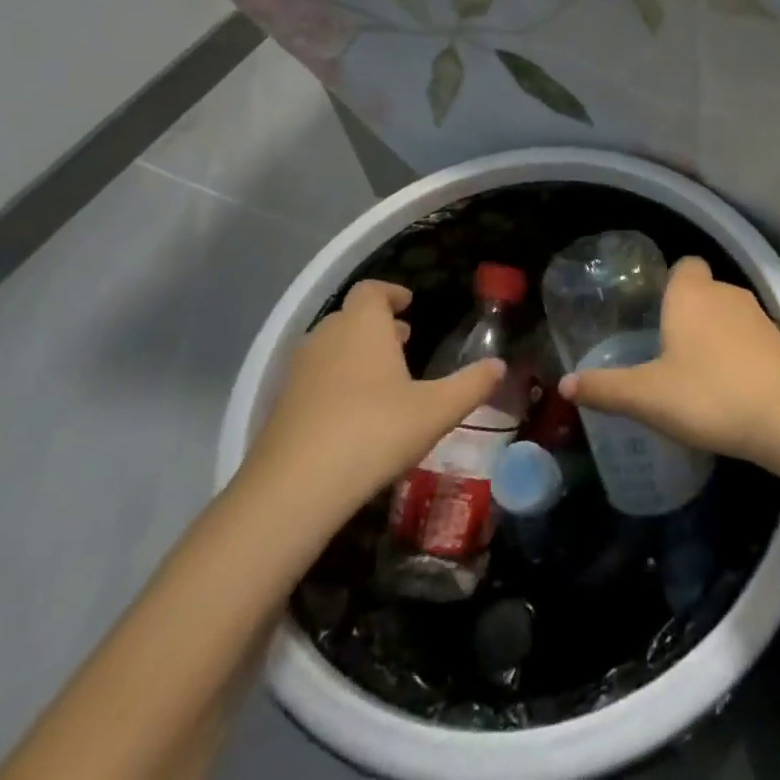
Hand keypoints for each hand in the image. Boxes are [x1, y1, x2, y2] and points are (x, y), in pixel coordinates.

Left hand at [239, 280, 504, 532]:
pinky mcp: (280, 406)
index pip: (372, 290)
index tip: (408, 304)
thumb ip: (471, 385)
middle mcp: (327, 336)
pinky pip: (313, 380)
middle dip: (377, 326)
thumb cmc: (374, 431)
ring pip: (330, 348)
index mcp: (363, 325)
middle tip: (403, 342)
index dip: (391, 293)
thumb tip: (500, 366)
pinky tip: (352, 416)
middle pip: (350, 317)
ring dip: (355, 354)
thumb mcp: (436, 410)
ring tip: (382, 379)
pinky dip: (334, 383)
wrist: (294, 488)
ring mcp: (298, 371)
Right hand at [559, 257, 779, 463]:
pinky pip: (750, 338)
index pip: (683, 265)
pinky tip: (728, 388)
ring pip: (728, 315)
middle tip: (665, 349)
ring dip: (714, 335)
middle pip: (703, 290)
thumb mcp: (648, 397)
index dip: (670, 283)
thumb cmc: (709, 394)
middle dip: (687, 313)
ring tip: (695, 372)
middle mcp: (725, 293)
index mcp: (691, 294)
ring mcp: (758, 316)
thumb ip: (606, 388)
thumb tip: (564, 384)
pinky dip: (738, 354)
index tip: (655, 312)